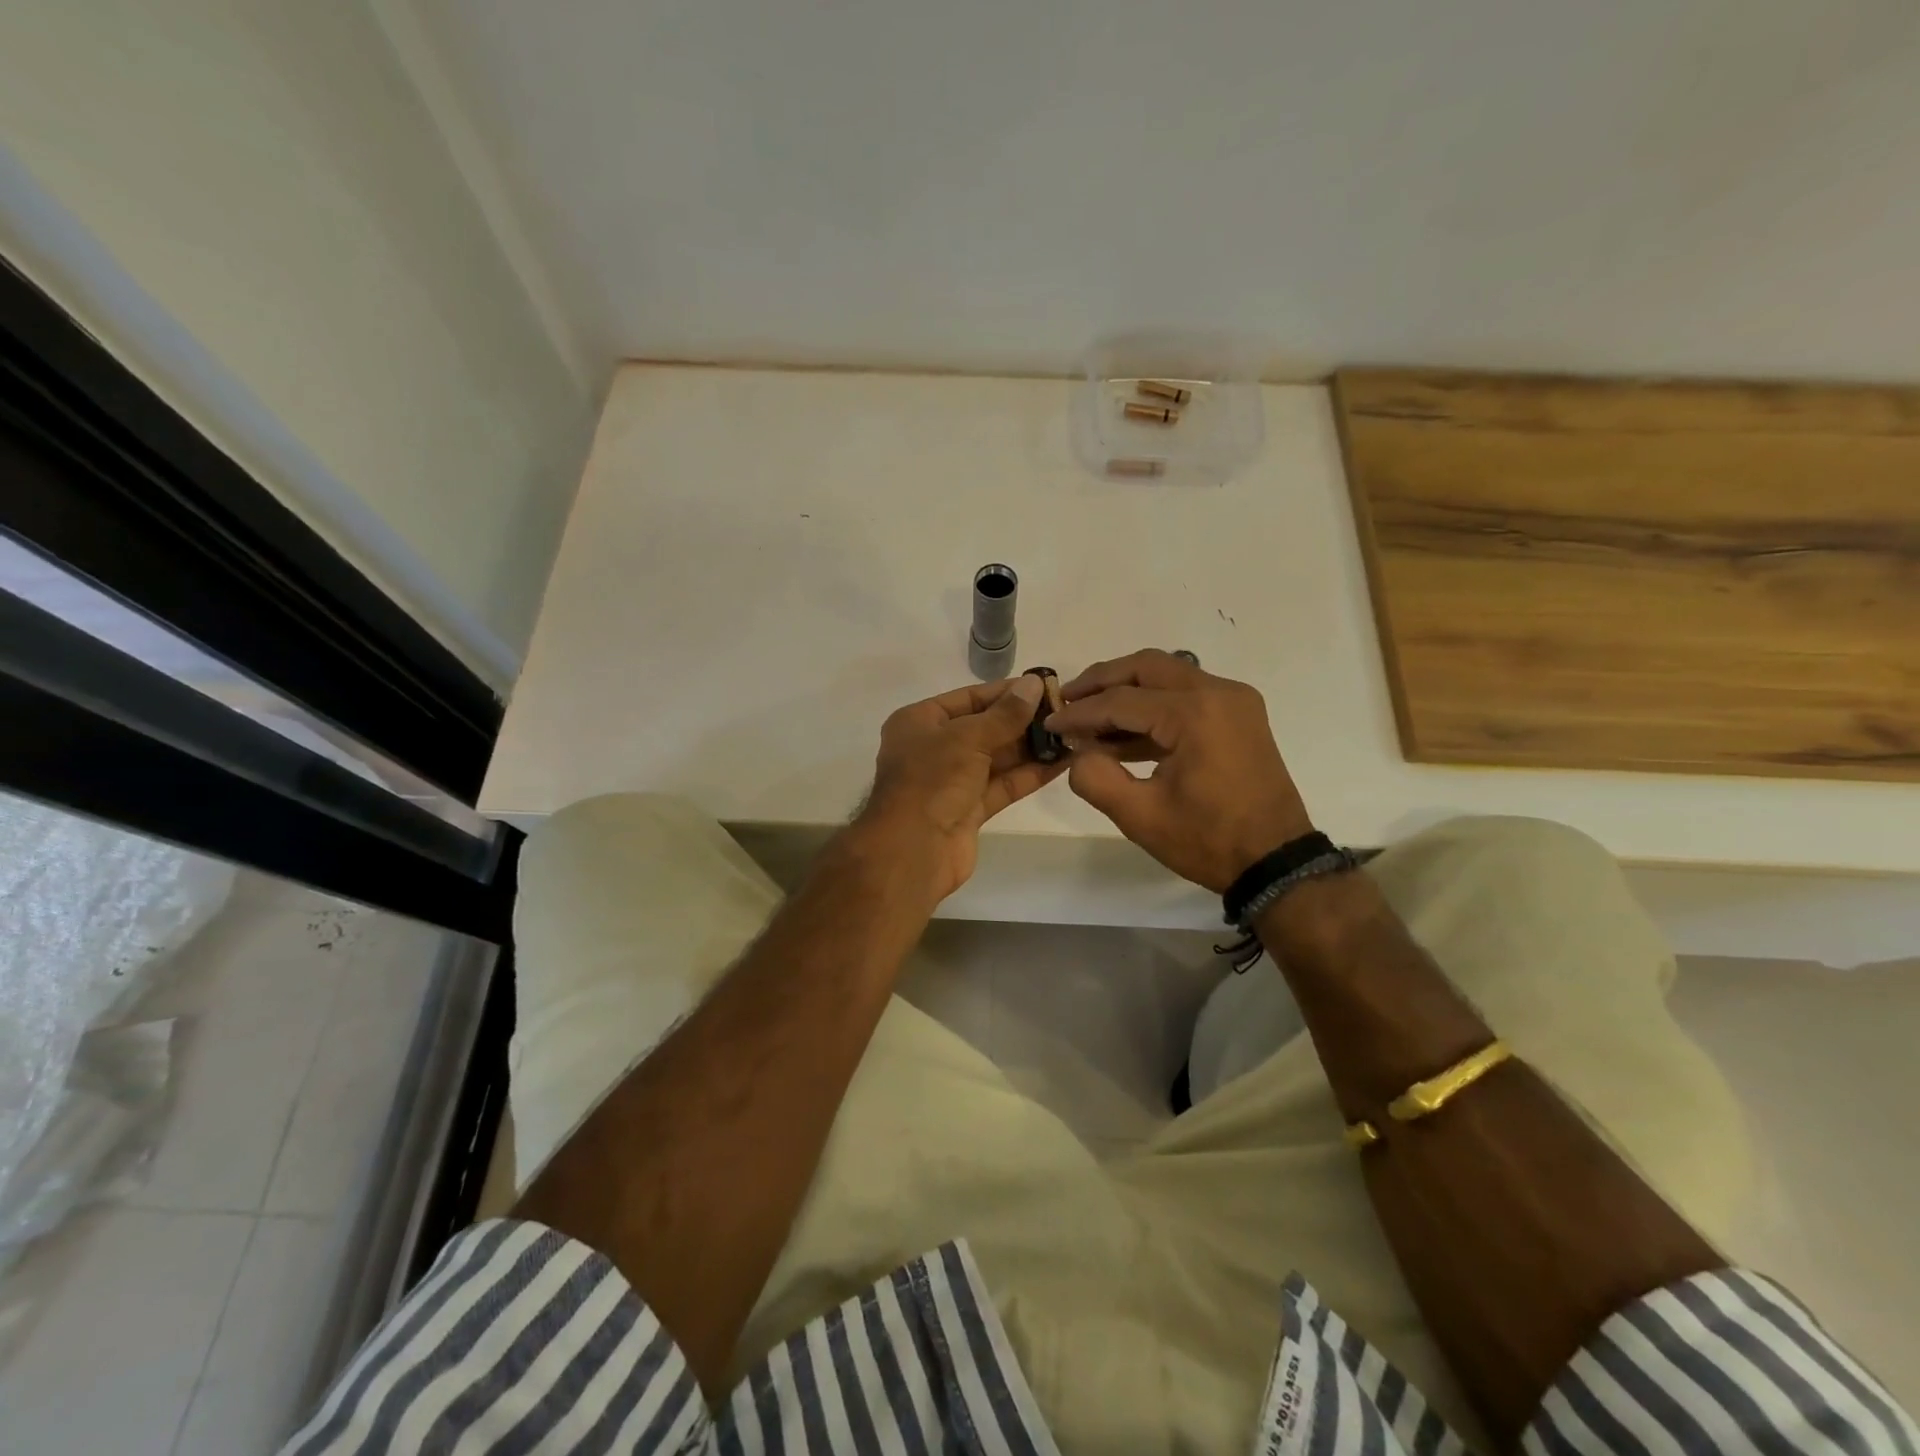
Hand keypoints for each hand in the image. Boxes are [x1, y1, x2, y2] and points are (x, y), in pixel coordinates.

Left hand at [855, 675, 1065, 900]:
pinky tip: (1062, 762)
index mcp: (920, 722)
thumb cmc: (932, 780)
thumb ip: (1005, 714)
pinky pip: (1003, 784)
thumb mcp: (968, 738)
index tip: (1044, 686)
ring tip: (1071, 734)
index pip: (969, 698)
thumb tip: (1034, 684)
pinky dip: (1029, 774)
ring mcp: (952, 780)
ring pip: (997, 758)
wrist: (912, 850)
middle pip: (985, 727)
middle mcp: (934, 748)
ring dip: (1031, 747)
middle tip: (1065, 711)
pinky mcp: (970, 809)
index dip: (1006, 692)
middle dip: (1023, 720)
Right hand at [1045, 649, 1312, 892]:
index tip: (1049, 724)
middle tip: (1066, 699)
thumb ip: (1095, 778)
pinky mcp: (1238, 715)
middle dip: (1101, 681)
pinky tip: (1122, 733)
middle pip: (1146, 667)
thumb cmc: (1208, 840)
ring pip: (1167, 675)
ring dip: (1126, 691)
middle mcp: (1218, 692)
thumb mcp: (1140, 816)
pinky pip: (1185, 694)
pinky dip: (1152, 706)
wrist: (1276, 861)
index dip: (1080, 712)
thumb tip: (1077, 753)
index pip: (1121, 701)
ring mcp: (1233, 700)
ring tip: (1089, 715)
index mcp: (1194, 713)